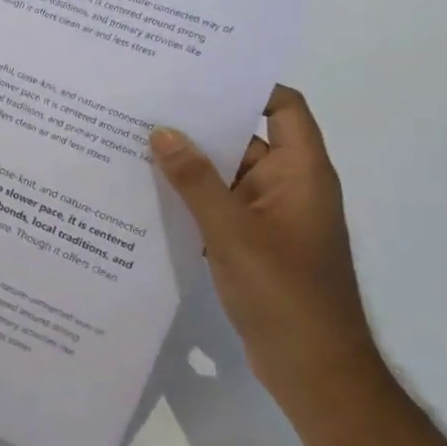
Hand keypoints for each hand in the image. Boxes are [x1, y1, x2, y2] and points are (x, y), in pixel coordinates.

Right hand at [150, 86, 382, 409]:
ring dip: (187, 165)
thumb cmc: (284, 294)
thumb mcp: (232, 232)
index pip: (283, 108)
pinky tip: (145, 194)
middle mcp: (287, 187)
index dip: (247, 86)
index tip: (196, 75)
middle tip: (144, 105)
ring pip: (224, 176)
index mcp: (300, 173)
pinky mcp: (250, 244)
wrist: (314, 370)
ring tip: (132, 144)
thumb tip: (162, 131)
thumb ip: (195, 181)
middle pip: (244, 139)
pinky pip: (216, 207)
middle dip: (198, 125)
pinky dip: (188, 199)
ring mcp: (269, 217)